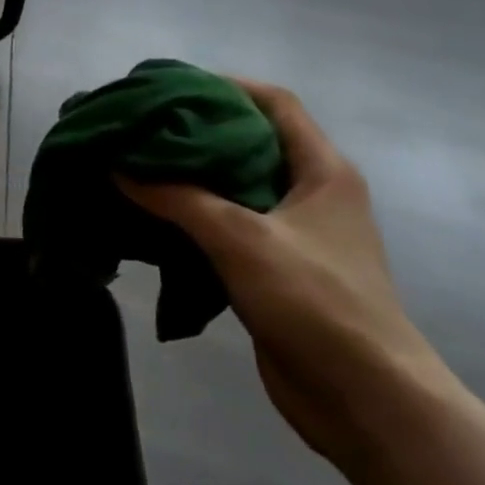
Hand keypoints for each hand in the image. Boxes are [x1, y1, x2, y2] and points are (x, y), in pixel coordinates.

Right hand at [119, 79, 458, 474]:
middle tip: (145, 127)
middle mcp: (313, 194)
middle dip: (200, 132)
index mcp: (323, 171)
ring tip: (140, 166)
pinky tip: (156, 218)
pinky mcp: (278, 271)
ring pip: (238, 188)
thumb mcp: (241, 237)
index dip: (226, 86)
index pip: (275, 103)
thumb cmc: (314, 301)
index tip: (172, 87)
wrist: (364, 398)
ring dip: (194, 178)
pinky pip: (231, 228)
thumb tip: (120, 167)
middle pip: (252, 142)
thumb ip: (178, 197)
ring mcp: (297, 235)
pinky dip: (196, 217)